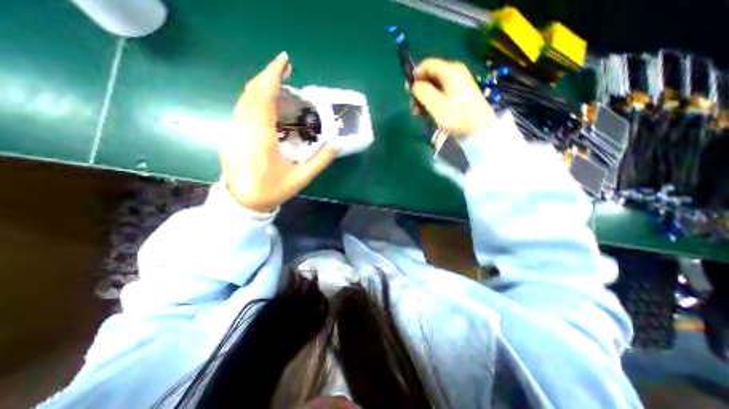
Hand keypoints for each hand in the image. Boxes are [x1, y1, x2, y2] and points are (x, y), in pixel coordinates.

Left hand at [221, 51, 339, 211]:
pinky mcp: (231, 134)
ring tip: (279, 83)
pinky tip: (267, 103)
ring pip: (244, 99)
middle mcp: (243, 129)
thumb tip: (337, 144)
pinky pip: (242, 109)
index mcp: (261, 139)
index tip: (285, 61)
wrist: (244, 202)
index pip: (263, 98)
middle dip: (268, 76)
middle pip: (251, 92)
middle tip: (287, 70)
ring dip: (261, 86)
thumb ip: (320, 161)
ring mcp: (234, 130)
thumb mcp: (301, 178)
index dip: (272, 75)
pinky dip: (255, 99)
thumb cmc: (273, 190)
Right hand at [409, 58, 494, 134]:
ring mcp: (458, 82)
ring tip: (419, 114)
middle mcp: (454, 72)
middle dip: (419, 90)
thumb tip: (414, 85)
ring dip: (424, 98)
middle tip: (413, 108)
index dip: (414, 76)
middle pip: (430, 75)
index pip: (426, 64)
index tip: (408, 92)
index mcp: (450, 70)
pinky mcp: (460, 93)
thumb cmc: (457, 116)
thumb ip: (422, 91)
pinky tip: (429, 113)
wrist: (479, 128)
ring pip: (434, 86)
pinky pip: (441, 92)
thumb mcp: (436, 104)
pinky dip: (432, 101)